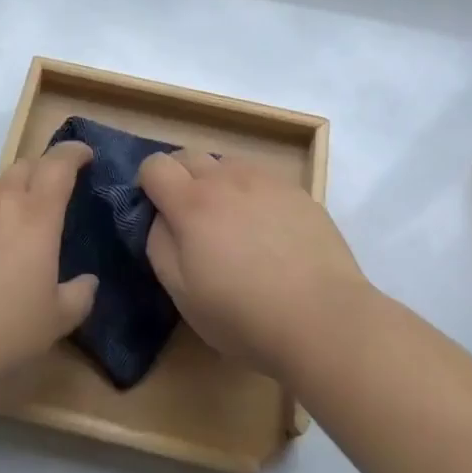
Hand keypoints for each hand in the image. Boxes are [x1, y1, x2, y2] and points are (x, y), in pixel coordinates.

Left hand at [0, 142, 97, 391]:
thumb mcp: (54, 322)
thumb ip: (79, 296)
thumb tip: (88, 281)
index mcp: (36, 213)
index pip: (60, 164)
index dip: (74, 153)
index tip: (83, 155)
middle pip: (24, 167)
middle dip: (39, 176)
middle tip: (42, 204)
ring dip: (1, 199)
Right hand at [138, 149, 367, 381]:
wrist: (323, 317)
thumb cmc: (245, 316)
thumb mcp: (183, 294)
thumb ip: (159, 245)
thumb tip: (160, 217)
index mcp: (191, 203)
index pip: (155, 165)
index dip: (148, 184)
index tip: (156, 212)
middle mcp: (225, 178)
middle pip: (188, 155)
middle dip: (179, 178)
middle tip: (190, 221)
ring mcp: (263, 179)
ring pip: (226, 164)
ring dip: (217, 183)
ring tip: (232, 224)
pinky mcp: (295, 189)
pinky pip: (260, 177)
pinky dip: (252, 193)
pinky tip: (268, 230)